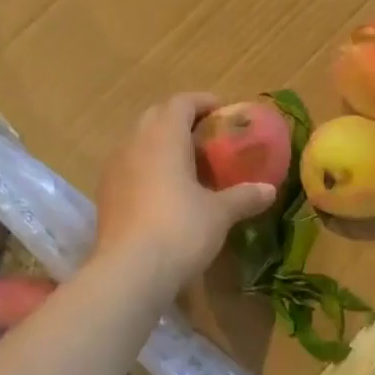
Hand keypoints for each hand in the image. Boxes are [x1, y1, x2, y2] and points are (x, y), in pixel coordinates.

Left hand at [94, 93, 275, 288]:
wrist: (129, 272)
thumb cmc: (180, 229)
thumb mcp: (220, 213)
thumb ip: (244, 196)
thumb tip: (269, 190)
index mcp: (164, 137)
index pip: (181, 102)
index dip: (204, 102)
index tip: (223, 112)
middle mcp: (134, 143)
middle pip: (156, 115)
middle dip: (181, 119)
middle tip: (207, 135)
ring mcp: (114, 169)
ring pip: (139, 140)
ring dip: (162, 142)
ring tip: (187, 162)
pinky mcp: (105, 195)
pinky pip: (129, 165)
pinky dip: (148, 166)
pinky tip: (165, 190)